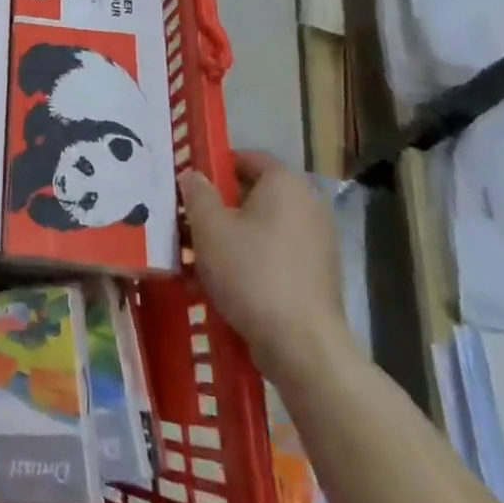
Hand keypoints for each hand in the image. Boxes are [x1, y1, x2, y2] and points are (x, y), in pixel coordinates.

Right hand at [181, 150, 350, 380]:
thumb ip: (197, 193)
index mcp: (285, 184)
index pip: (246, 158)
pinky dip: (250, 259)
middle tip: (186, 221)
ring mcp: (317, 241)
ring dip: (231, 235)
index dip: (214, 166)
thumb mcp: (208, 227)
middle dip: (218, 205)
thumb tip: (193, 176)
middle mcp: (308, 205)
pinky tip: (222, 281)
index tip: (187, 185)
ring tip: (197, 255)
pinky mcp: (317, 274)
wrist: (301, 344)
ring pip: (262, 226)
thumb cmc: (250, 272)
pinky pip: (275, 253)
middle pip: (254, 194)